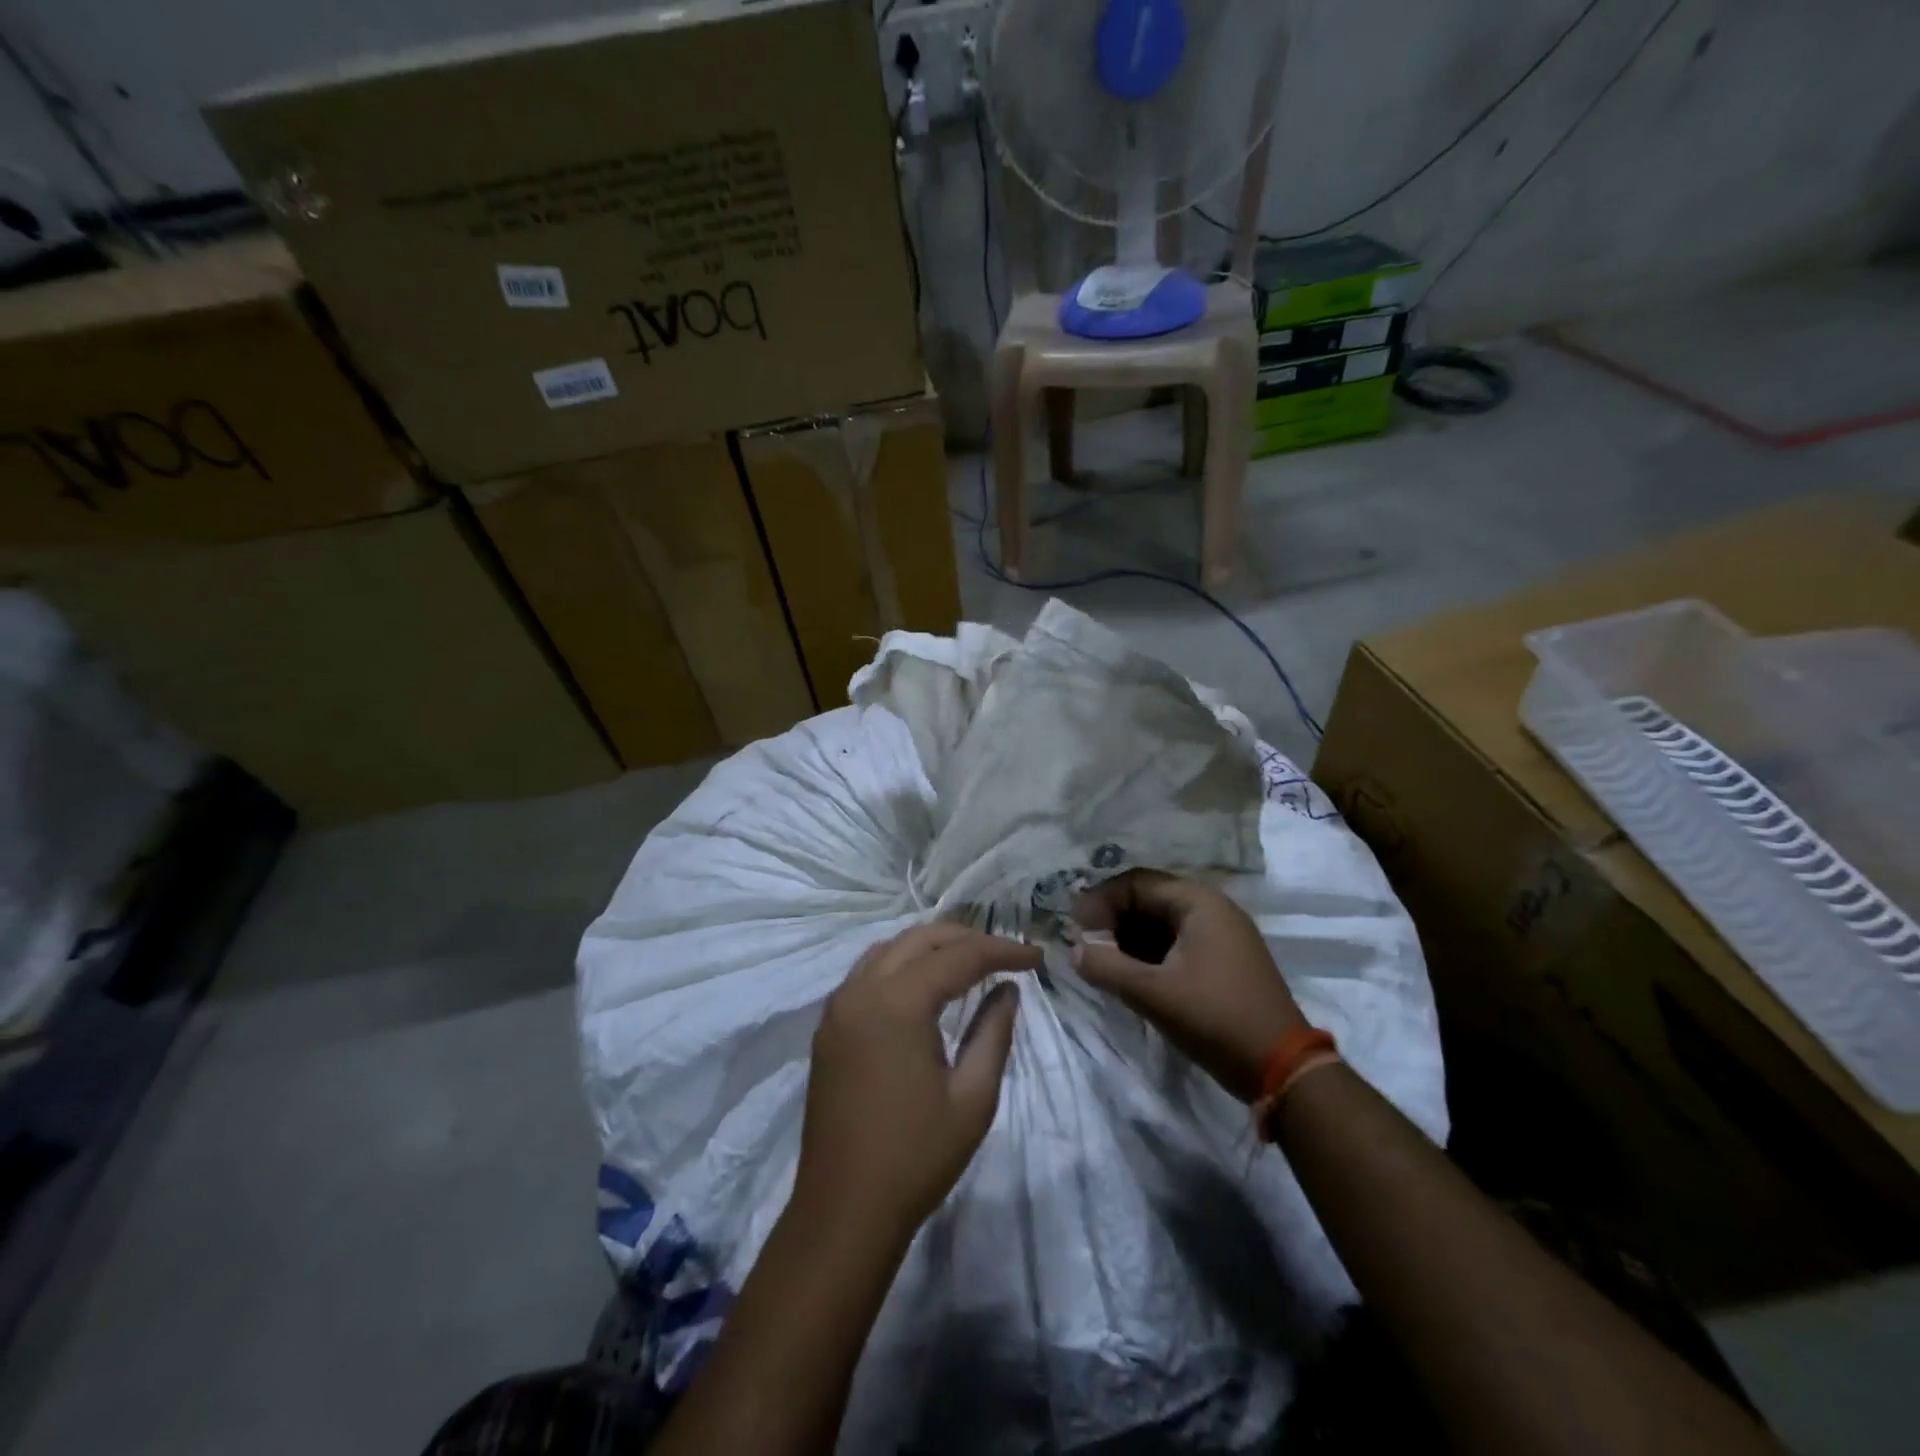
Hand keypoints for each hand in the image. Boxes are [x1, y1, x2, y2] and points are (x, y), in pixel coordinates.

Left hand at [795, 924, 1039, 1240]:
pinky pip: (867, 972)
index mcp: (897, 1004)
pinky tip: (925, 982)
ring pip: (890, 949)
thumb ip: (994, 1033)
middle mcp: (861, 990)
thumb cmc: (916, 1158)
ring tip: (971, 960)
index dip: (1002, 951)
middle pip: (920, 940)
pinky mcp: (829, 1027)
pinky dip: (902, 963)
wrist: (843, 1212)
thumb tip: (1008, 990)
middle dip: (967, 939)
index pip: (958, 956)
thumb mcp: (973, 1098)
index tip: (1037, 957)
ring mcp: (838, 1007)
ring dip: (932, 946)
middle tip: (1007, 954)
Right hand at [1071, 871, 1304, 1101]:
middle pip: (1150, 898)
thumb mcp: (1154, 994)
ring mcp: (1222, 934)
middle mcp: (1212, 908)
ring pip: (1162, 922)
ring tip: (1104, 960)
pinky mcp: (1225, 960)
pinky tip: (1131, 973)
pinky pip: (1178, 942)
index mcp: (1198, 902)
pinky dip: (1150, 952)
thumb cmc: (1216, 1018)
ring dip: (1130, 937)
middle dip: (1114, 918)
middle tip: (1085, 942)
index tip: (1073, 924)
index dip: (1101, 900)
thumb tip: (1073, 951)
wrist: (1283, 1068)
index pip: (1137, 883)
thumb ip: (1107, 968)